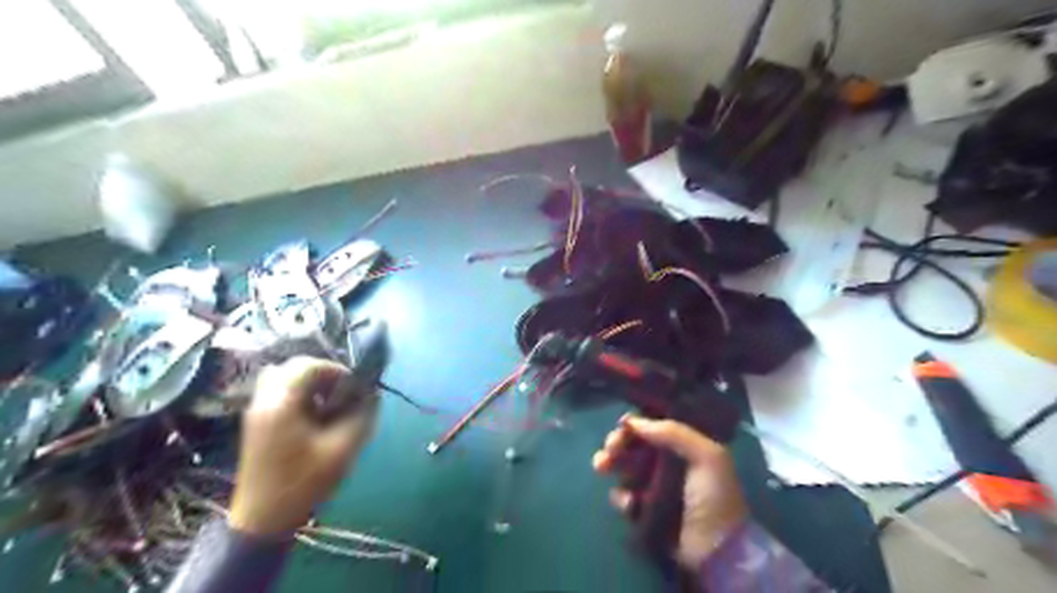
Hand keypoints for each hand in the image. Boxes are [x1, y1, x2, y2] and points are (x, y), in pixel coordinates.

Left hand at [230, 356, 378, 536]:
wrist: (262, 520)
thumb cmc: (303, 483)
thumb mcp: (342, 449)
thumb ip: (362, 416)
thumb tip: (374, 395)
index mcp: (282, 404)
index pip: (308, 366)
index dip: (335, 370)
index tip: (354, 387)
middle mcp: (264, 401)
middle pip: (292, 367)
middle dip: (322, 374)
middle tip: (342, 393)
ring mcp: (256, 412)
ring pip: (283, 378)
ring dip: (309, 383)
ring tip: (328, 404)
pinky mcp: (256, 423)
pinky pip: (277, 393)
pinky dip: (298, 394)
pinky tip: (312, 417)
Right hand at [591, 415, 744, 567]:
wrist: (717, 550)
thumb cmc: (714, 497)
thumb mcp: (706, 457)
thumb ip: (673, 433)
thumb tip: (633, 421)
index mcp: (686, 446)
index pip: (654, 426)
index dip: (636, 423)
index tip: (622, 425)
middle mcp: (668, 462)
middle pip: (634, 445)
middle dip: (617, 443)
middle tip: (609, 448)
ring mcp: (654, 487)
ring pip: (624, 467)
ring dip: (611, 464)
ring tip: (601, 467)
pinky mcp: (644, 510)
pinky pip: (624, 496)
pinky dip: (622, 497)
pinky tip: (629, 504)